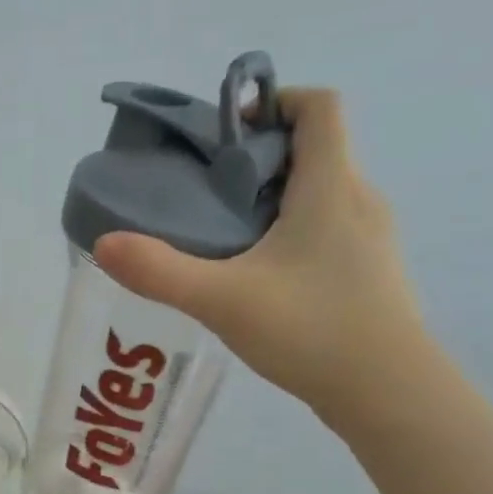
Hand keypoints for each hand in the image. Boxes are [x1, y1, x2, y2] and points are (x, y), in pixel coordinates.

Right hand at [93, 89, 429, 418]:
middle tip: (208, 193)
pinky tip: (261, 279)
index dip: (276, 102)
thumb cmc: (311, 329)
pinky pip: (329, 231)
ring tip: (226, 238)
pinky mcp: (370, 274)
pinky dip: (292, 235)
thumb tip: (104, 244)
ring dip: (275, 200)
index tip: (229, 131)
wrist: (388, 392)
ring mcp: (371, 240)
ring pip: (321, 195)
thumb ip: (160, 272)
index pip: (319, 107)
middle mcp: (359, 201)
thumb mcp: (223, 300)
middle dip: (260, 159)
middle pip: (315, 151)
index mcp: (331, 187)